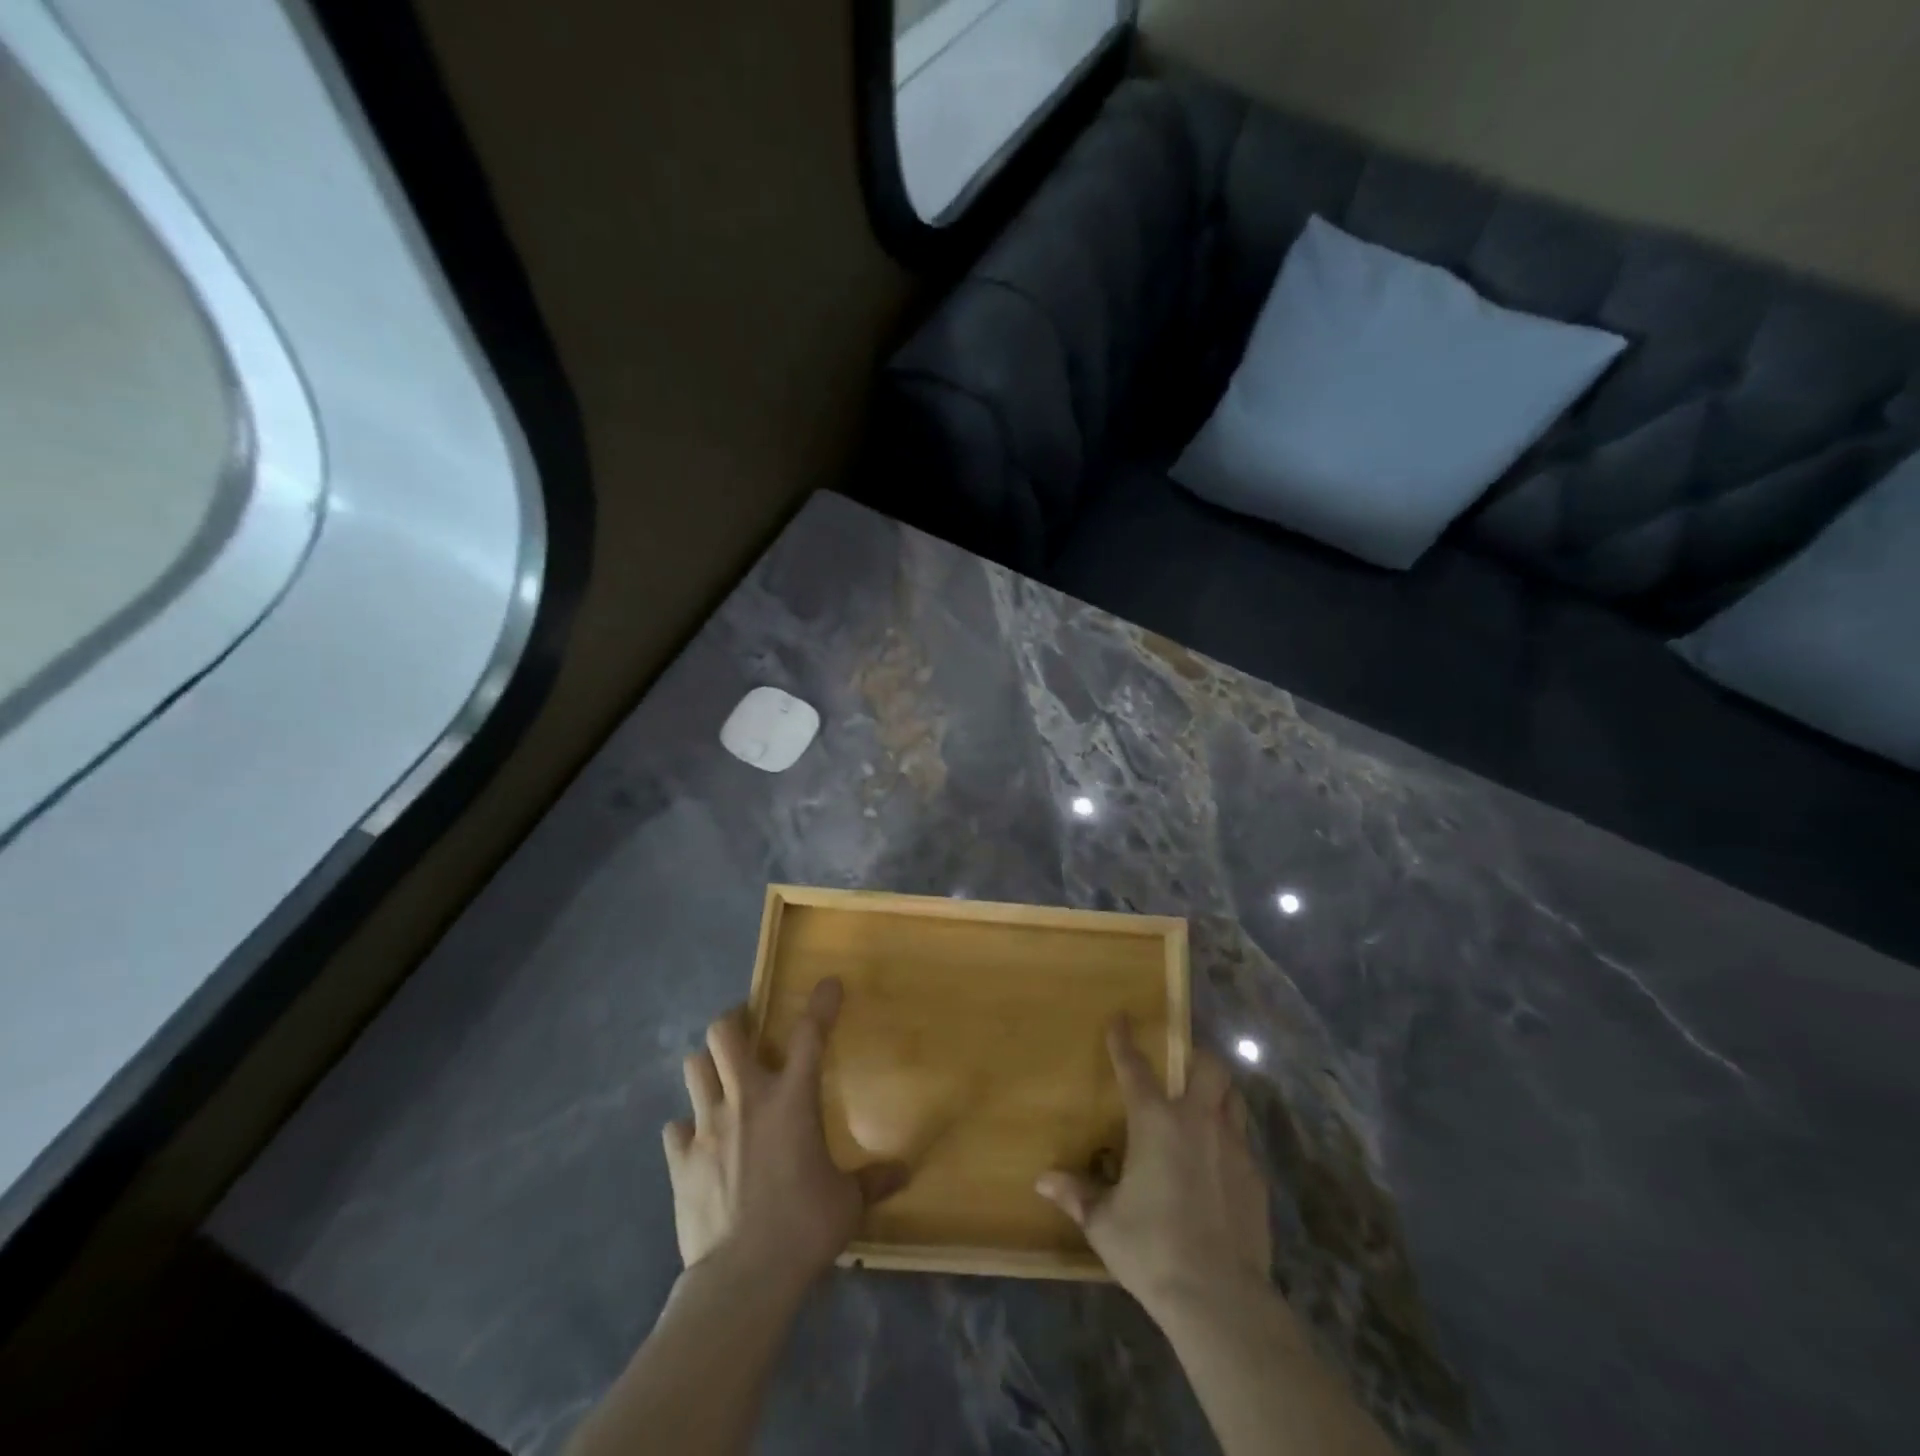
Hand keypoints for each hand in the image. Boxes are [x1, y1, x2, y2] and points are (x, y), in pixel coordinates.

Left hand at [663, 978, 909, 1293]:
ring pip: (694, 1066)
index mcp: (792, 1099)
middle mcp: (746, 1099)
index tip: (828, 983)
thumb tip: (904, 1173)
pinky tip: (698, 1142)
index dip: (820, 1003)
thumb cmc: (804, 1227)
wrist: (743, 1278)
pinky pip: (675, 1128)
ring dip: (708, 1066)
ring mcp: (707, 1126)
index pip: (809, 1034)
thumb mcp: (847, 1203)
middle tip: (748, 1031)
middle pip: (724, 1032)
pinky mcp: (680, 1160)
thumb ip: (873, 1180)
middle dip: (735, 1021)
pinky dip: (687, 1129)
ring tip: (721, 1078)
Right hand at [1036, 1017, 1272, 1318]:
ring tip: (1205, 1106)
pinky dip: (1230, 1138)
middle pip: (1210, 1066)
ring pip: (1234, 1098)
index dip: (1124, 1040)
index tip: (1122, 1018)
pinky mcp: (1256, 1177)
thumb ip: (1077, 1195)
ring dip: (1219, 1093)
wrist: (1220, 1297)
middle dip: (1197, 1057)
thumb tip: (1042, 1180)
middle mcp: (1197, 1121)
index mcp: (1155, 1122)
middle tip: (1183, 1067)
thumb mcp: (1104, 1223)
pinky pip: (1244, 1140)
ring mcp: (1233, 1147)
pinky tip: (1219, 1163)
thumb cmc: (1152, 1249)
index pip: (1135, 1067)